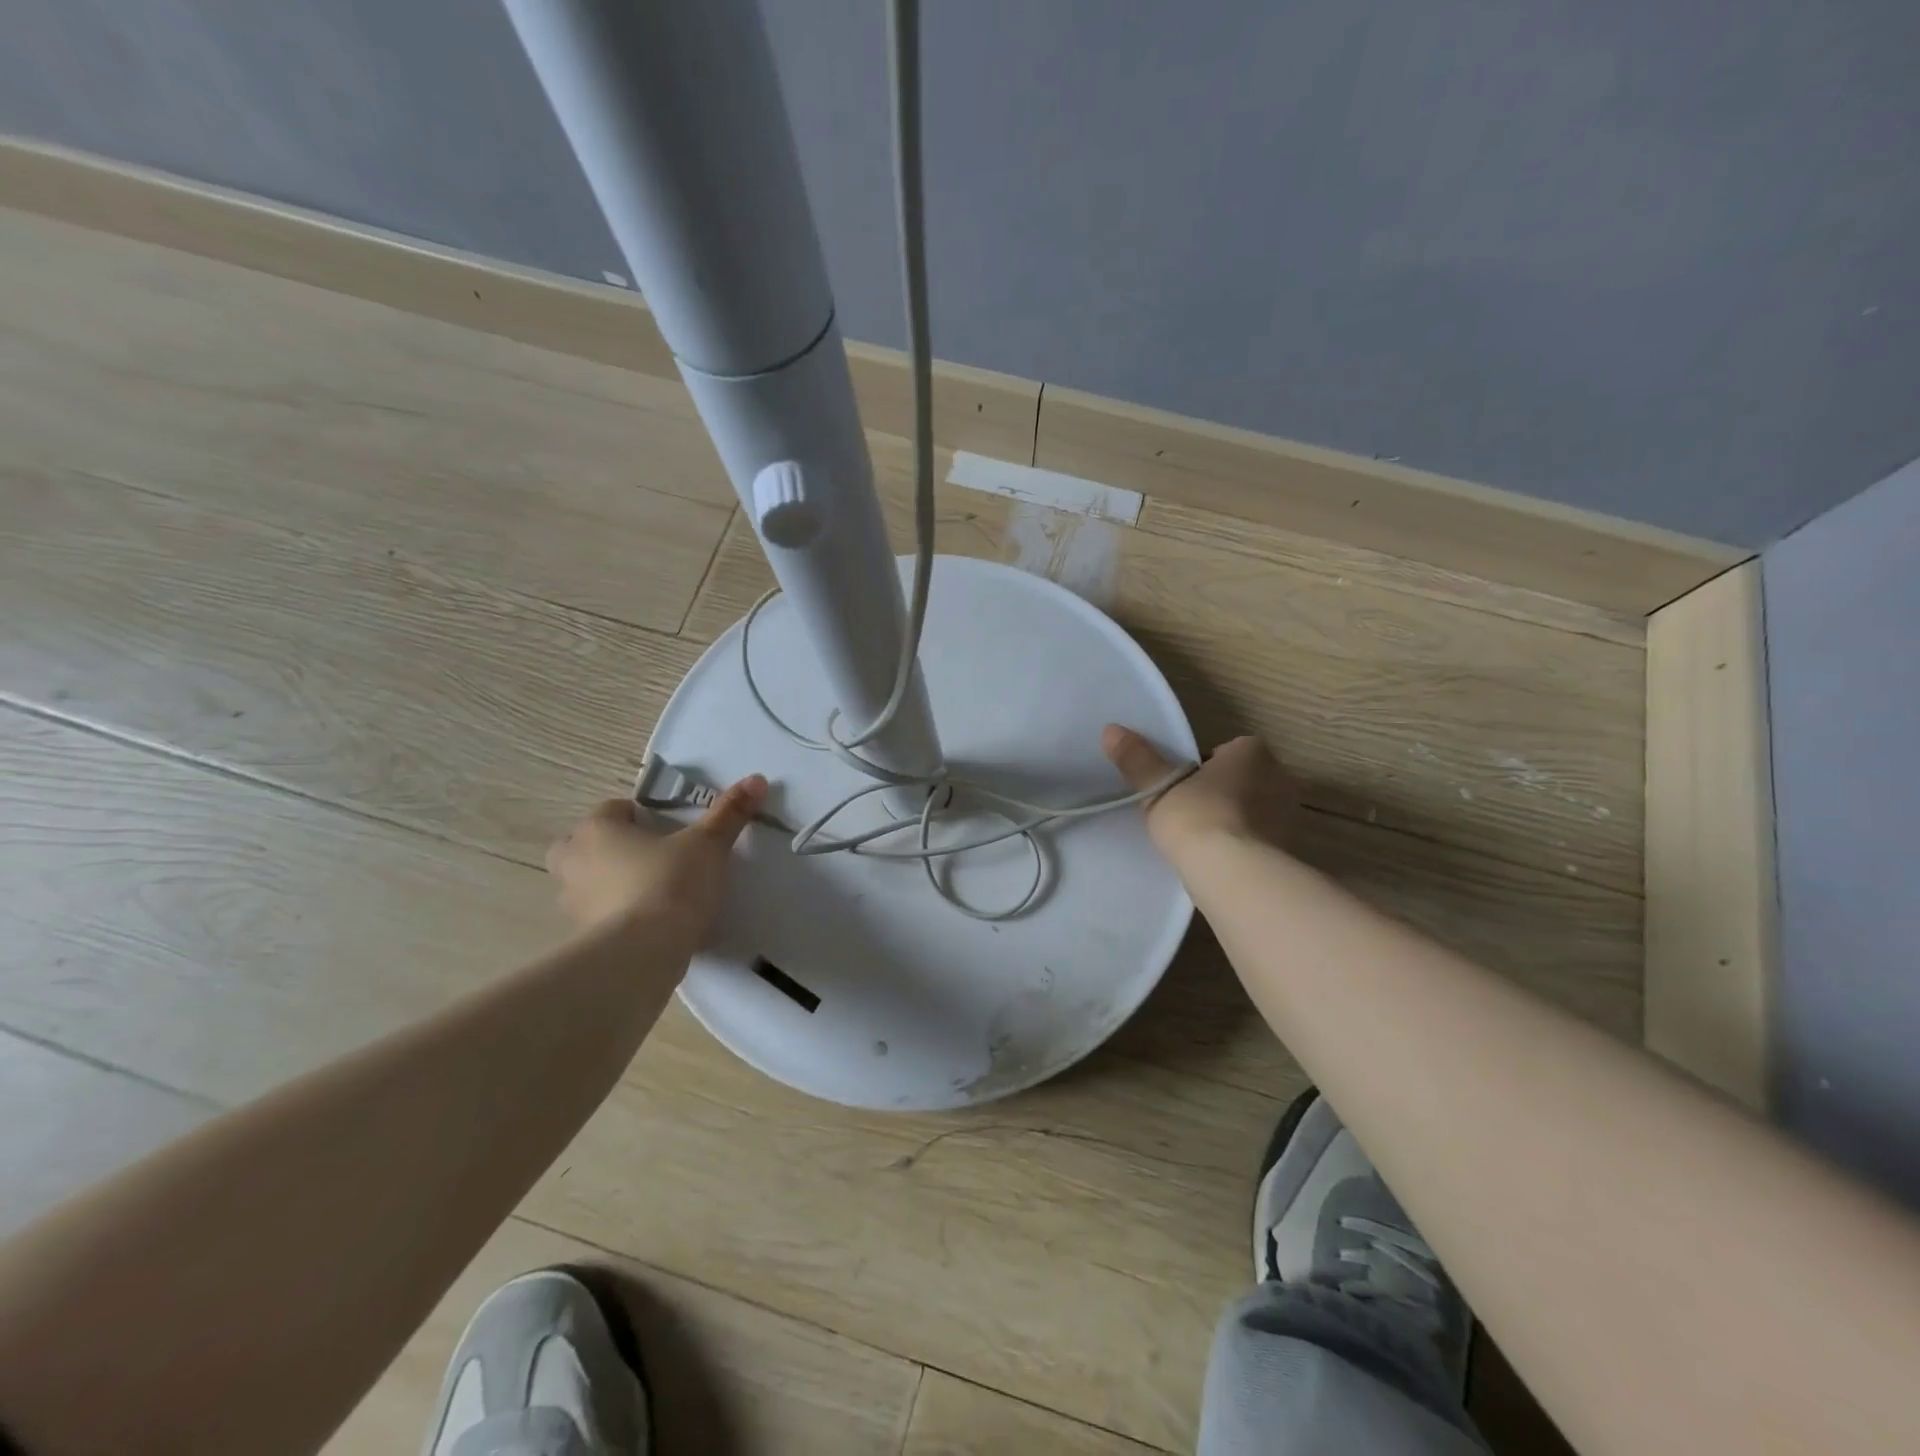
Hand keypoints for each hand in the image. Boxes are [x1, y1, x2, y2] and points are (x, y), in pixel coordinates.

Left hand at [546, 775, 767, 942]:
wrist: (644, 952)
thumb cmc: (671, 883)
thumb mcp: (708, 845)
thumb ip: (729, 813)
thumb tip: (756, 779)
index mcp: (598, 830)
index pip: (612, 808)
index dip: (640, 814)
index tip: (668, 827)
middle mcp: (575, 861)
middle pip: (583, 844)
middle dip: (608, 847)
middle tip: (647, 856)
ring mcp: (573, 903)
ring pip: (585, 882)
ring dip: (608, 882)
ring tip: (649, 891)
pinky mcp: (582, 937)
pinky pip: (597, 916)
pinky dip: (615, 915)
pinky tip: (647, 923)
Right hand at [1102, 725, 1297, 857]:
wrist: (1235, 874)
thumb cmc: (1197, 817)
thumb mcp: (1158, 788)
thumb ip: (1137, 760)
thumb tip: (1111, 729)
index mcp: (1253, 752)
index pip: (1229, 750)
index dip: (1204, 767)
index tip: (1183, 786)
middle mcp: (1280, 777)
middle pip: (1244, 779)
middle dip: (1222, 792)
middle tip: (1189, 812)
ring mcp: (1291, 816)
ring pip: (1255, 811)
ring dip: (1235, 821)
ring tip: (1203, 842)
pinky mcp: (1291, 851)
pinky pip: (1263, 841)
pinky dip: (1246, 847)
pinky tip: (1222, 863)